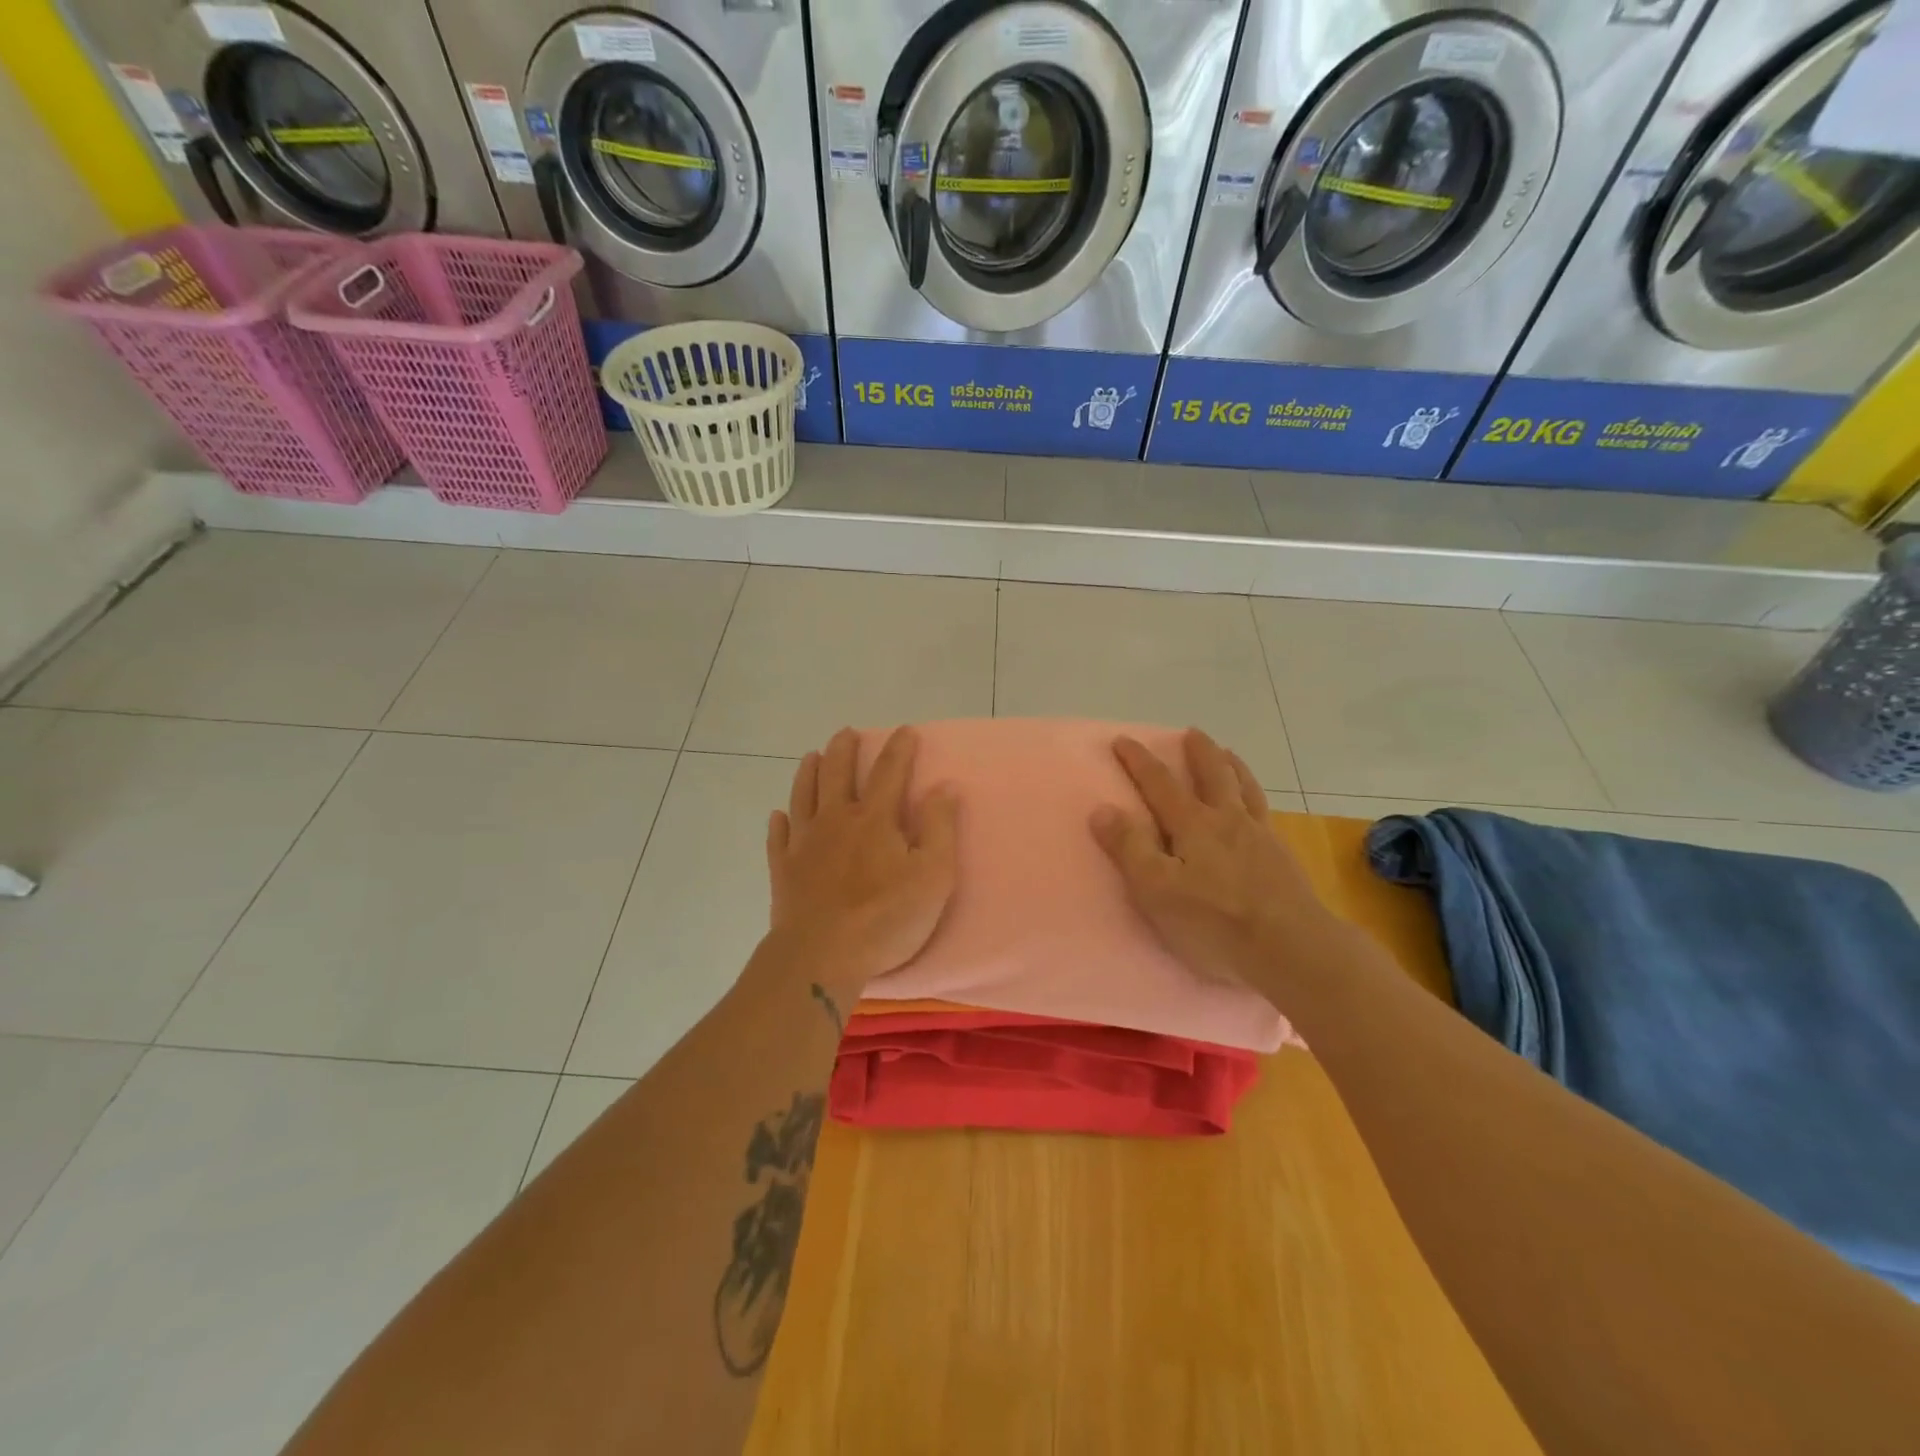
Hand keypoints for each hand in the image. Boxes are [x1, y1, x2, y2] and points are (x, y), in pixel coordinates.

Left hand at [764, 726, 958, 1000]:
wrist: (821, 955)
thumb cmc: (885, 917)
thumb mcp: (933, 875)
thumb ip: (940, 827)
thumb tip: (944, 786)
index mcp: (874, 819)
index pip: (889, 772)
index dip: (899, 749)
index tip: (905, 731)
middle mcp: (835, 820)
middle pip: (836, 774)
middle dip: (844, 750)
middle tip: (846, 733)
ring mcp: (804, 844)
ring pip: (803, 796)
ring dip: (808, 773)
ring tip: (811, 756)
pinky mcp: (783, 870)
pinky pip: (778, 837)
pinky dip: (779, 823)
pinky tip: (778, 816)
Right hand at [1091, 729, 1336, 1000]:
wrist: (1292, 948)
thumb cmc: (1215, 921)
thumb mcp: (1156, 889)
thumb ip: (1129, 848)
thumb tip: (1102, 809)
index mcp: (1194, 825)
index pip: (1160, 784)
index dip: (1139, 761)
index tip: (1124, 740)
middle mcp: (1228, 820)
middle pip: (1213, 774)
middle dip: (1198, 752)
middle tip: (1191, 732)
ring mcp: (1260, 837)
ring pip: (1245, 789)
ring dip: (1233, 766)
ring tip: (1228, 754)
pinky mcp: (1282, 858)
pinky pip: (1266, 813)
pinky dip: (1256, 797)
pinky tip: (1257, 806)